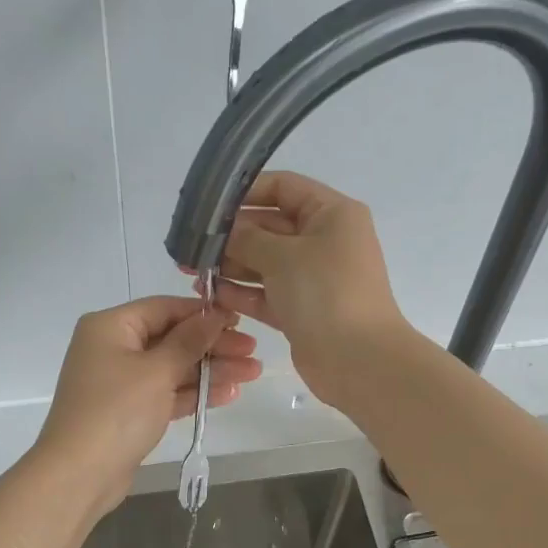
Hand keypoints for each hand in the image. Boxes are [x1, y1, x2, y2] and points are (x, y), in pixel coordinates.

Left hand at [33, 296, 260, 512]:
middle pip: (171, 338)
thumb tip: (215, 315)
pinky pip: (167, 393)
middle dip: (213, 345)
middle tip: (254, 352)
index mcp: (111, 326)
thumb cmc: (116, 411)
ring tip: (253, 373)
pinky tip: (229, 393)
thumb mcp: (157, 371)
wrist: (79, 474)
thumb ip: (189, 341)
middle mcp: (113, 348)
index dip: (203, 313)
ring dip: (211, 370)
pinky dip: (194, 392)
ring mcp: (121, 382)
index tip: (239, 320)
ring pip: (173, 368)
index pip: (164, 308)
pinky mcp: (130, 411)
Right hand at [202, 172, 409, 403]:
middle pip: (269, 227)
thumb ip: (247, 238)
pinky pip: (266, 294)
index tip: (208, 206)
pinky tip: (211, 295)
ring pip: (264, 263)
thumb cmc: (326, 294)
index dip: (245, 192)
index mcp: (331, 214)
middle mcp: (324, 241)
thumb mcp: (282, 256)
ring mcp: (313, 278)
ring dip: (230, 266)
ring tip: (192, 272)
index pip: (283, 187)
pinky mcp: (302, 310)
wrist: (359, 360)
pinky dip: (242, 293)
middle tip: (189, 245)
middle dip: (230, 236)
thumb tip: (222, 231)